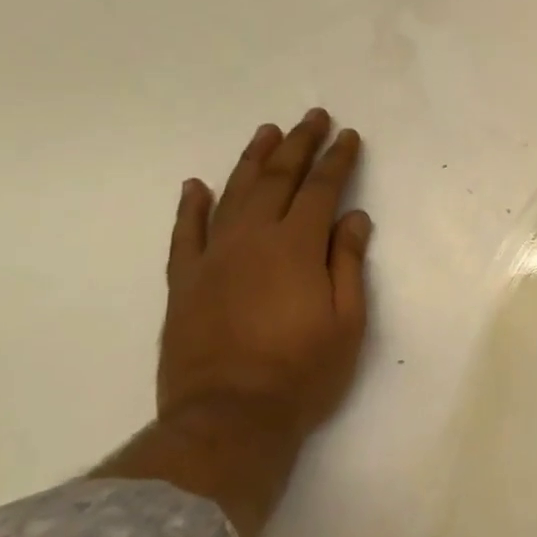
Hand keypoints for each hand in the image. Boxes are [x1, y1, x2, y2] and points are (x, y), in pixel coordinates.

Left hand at [158, 109, 371, 434]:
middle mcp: (252, 239)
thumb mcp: (347, 321)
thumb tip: (353, 218)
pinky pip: (184, 234)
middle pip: (277, 179)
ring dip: (252, 160)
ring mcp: (212, 258)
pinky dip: (190, 207)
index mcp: (296, 247)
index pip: (322, 189)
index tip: (348, 136)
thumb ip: (348, 263)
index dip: (338, 160)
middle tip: (313, 118)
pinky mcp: (183, 282)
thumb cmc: (303, 373)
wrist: (228, 419)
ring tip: (267, 133)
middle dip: (299, 145)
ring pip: (232, 194)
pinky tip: (196, 186)